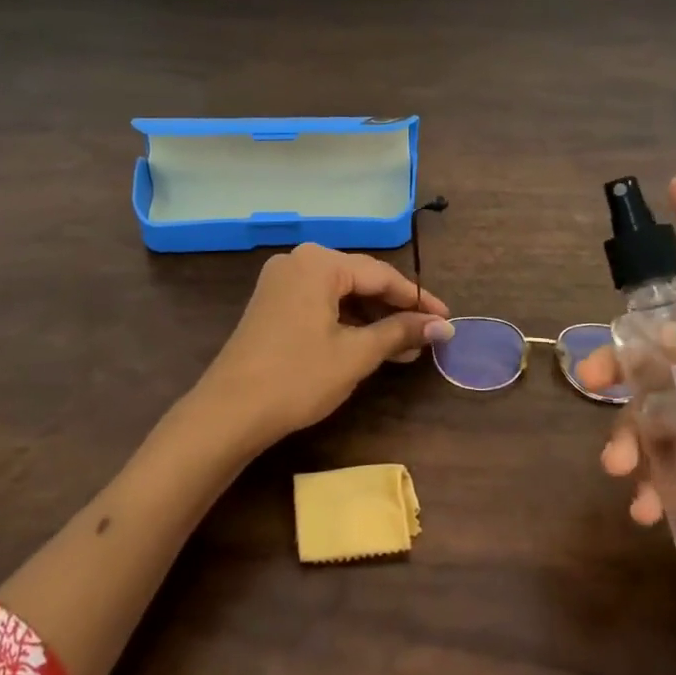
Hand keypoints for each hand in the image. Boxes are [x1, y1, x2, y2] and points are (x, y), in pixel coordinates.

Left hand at [188, 243, 452, 454]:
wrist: (228, 413)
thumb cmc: (297, 377)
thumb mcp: (355, 354)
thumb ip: (400, 332)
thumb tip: (443, 326)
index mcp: (319, 262)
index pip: (381, 274)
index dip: (418, 299)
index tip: (447, 320)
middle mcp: (298, 261)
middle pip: (360, 280)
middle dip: (396, 309)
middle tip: (428, 335)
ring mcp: (281, 282)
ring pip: (341, 294)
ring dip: (373, 319)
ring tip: (405, 348)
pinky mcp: (272, 304)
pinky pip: (321, 304)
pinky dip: (347, 322)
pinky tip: (370, 345)